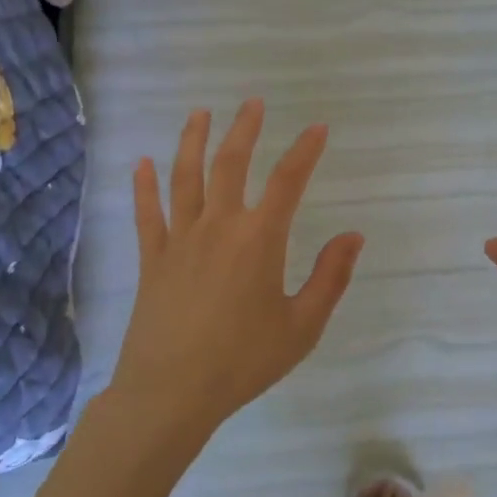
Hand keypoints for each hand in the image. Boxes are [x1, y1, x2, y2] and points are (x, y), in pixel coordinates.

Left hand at [107, 100, 363, 452]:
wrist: (171, 392)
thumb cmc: (244, 361)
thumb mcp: (303, 326)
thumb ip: (330, 277)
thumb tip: (354, 236)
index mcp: (259, 240)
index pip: (288, 182)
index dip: (305, 151)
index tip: (318, 128)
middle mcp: (219, 227)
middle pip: (231, 164)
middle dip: (244, 129)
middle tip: (252, 103)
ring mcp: (180, 240)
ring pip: (185, 178)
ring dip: (193, 141)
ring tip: (199, 113)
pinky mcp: (152, 259)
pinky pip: (147, 214)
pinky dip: (144, 186)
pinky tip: (142, 163)